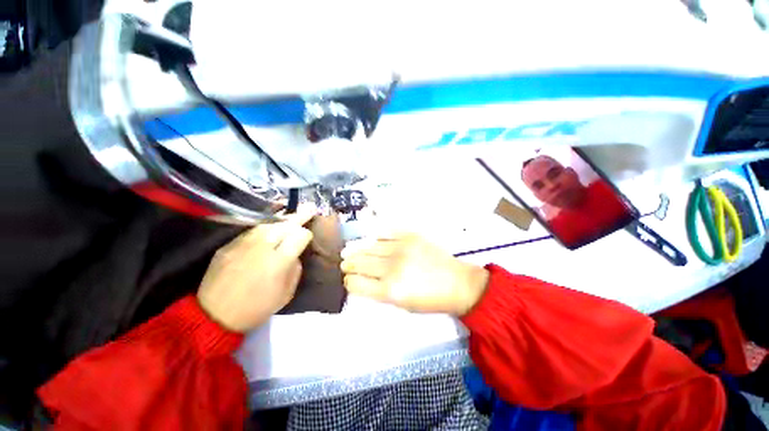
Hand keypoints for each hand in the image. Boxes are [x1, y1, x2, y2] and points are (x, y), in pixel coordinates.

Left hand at [197, 211, 314, 332]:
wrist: (215, 315)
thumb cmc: (257, 307)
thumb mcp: (287, 293)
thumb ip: (295, 268)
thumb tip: (295, 254)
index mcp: (279, 260)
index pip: (300, 235)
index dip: (307, 234)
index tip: (308, 238)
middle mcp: (262, 247)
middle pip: (285, 225)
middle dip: (299, 217)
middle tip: (309, 208)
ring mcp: (243, 244)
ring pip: (268, 224)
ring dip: (282, 220)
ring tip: (291, 215)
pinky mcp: (228, 245)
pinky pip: (251, 231)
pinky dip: (264, 228)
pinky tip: (269, 228)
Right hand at [341, 233, 488, 314]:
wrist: (457, 283)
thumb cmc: (430, 300)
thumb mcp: (402, 305)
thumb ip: (379, 292)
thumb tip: (361, 280)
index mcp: (390, 290)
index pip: (357, 283)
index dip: (349, 281)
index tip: (348, 279)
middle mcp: (392, 268)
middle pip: (360, 263)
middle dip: (349, 264)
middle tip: (344, 263)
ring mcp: (401, 248)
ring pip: (369, 246)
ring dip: (356, 249)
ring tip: (348, 250)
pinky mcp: (410, 236)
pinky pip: (385, 232)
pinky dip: (374, 236)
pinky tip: (369, 239)